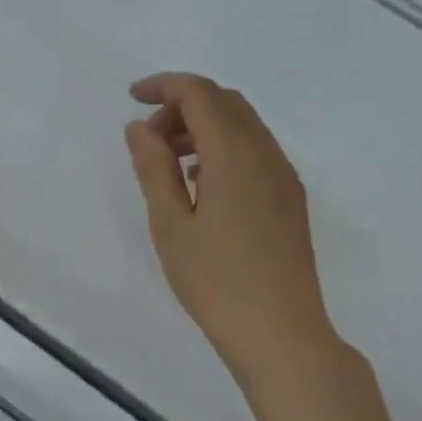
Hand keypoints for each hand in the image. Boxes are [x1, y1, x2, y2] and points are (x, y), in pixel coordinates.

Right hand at [125, 73, 338, 387]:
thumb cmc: (216, 281)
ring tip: (168, 164)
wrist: (281, 334)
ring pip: (243, 126)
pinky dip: (223, 148)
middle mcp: (266, 154)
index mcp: (235, 155)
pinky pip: (254, 151)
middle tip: (147, 139)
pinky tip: (200, 185)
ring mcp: (283, 177)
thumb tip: (138, 128)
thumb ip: (153, 169)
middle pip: (225, 103)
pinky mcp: (289, 199)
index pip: (201, 94)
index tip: (132, 97)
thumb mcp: (171, 225)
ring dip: (203, 128)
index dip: (165, 86)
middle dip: (183, 106)